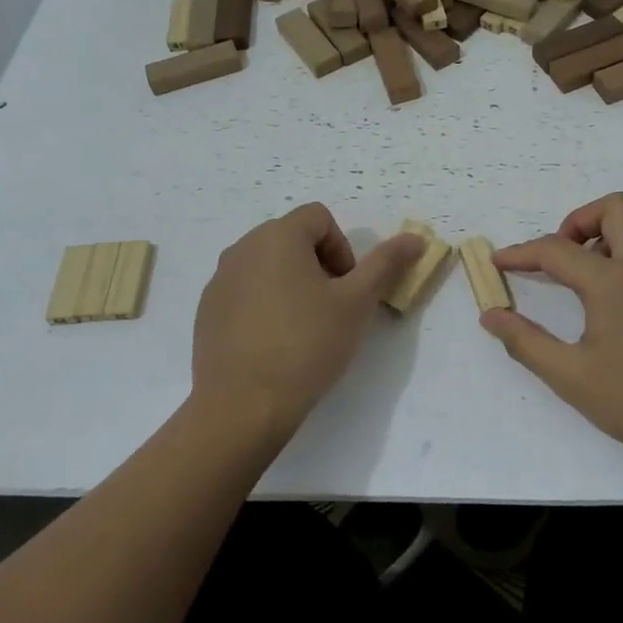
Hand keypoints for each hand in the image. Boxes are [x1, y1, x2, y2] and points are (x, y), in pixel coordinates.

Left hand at [191, 203, 423, 439]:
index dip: (342, 248)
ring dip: (292, 284)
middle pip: (292, 239)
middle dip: (319, 265)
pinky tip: (275, 344)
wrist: (243, 404)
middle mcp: (243, 248)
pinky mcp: (207, 311)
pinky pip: (245, 292)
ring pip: (267, 266)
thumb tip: (415, 238)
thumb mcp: (357, 303)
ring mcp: (220, 280)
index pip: (319, 218)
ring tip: (304, 328)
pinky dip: (265, 305)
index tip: (347, 288)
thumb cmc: (307, 344)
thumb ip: (386, 264)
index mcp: (277, 236)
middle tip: (332, 308)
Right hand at [481, 193, 622, 467]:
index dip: (521, 253)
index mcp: (611, 283)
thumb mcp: (570, 376)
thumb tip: (490, 314)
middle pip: (614, 208)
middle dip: (579, 221)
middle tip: (564, 257)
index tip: (499, 262)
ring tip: (602, 262)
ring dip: (621, 226)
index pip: (556, 250)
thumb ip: (525, 341)